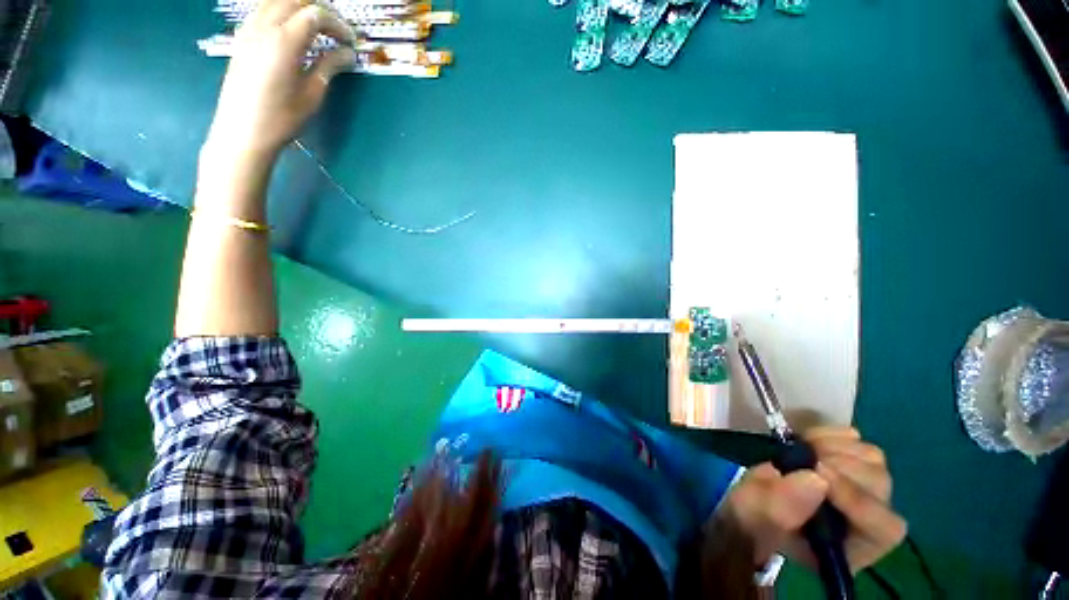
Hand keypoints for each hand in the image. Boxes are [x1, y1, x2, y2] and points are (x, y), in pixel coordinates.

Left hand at [203, 0, 356, 165]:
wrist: (242, 131)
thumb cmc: (282, 118)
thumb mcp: (312, 94)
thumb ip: (329, 67)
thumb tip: (348, 54)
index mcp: (284, 41)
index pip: (315, 15)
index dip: (337, 24)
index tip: (350, 41)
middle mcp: (264, 26)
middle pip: (294, 0)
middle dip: (318, 8)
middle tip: (336, 27)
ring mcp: (248, 30)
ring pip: (274, 0)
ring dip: (297, 6)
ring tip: (315, 24)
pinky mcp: (241, 38)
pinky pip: (261, 10)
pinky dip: (279, 11)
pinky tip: (289, 27)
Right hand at [722, 426, 906, 572]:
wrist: (755, 499)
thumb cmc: (757, 519)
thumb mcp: (757, 520)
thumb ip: (780, 509)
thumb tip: (814, 478)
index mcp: (853, 549)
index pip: (882, 528)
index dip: (856, 498)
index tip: (817, 472)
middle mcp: (870, 520)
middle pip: (879, 486)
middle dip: (840, 466)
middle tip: (804, 457)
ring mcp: (864, 488)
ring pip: (872, 459)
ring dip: (833, 447)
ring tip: (803, 450)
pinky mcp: (851, 461)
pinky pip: (857, 440)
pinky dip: (832, 433)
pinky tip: (810, 440)